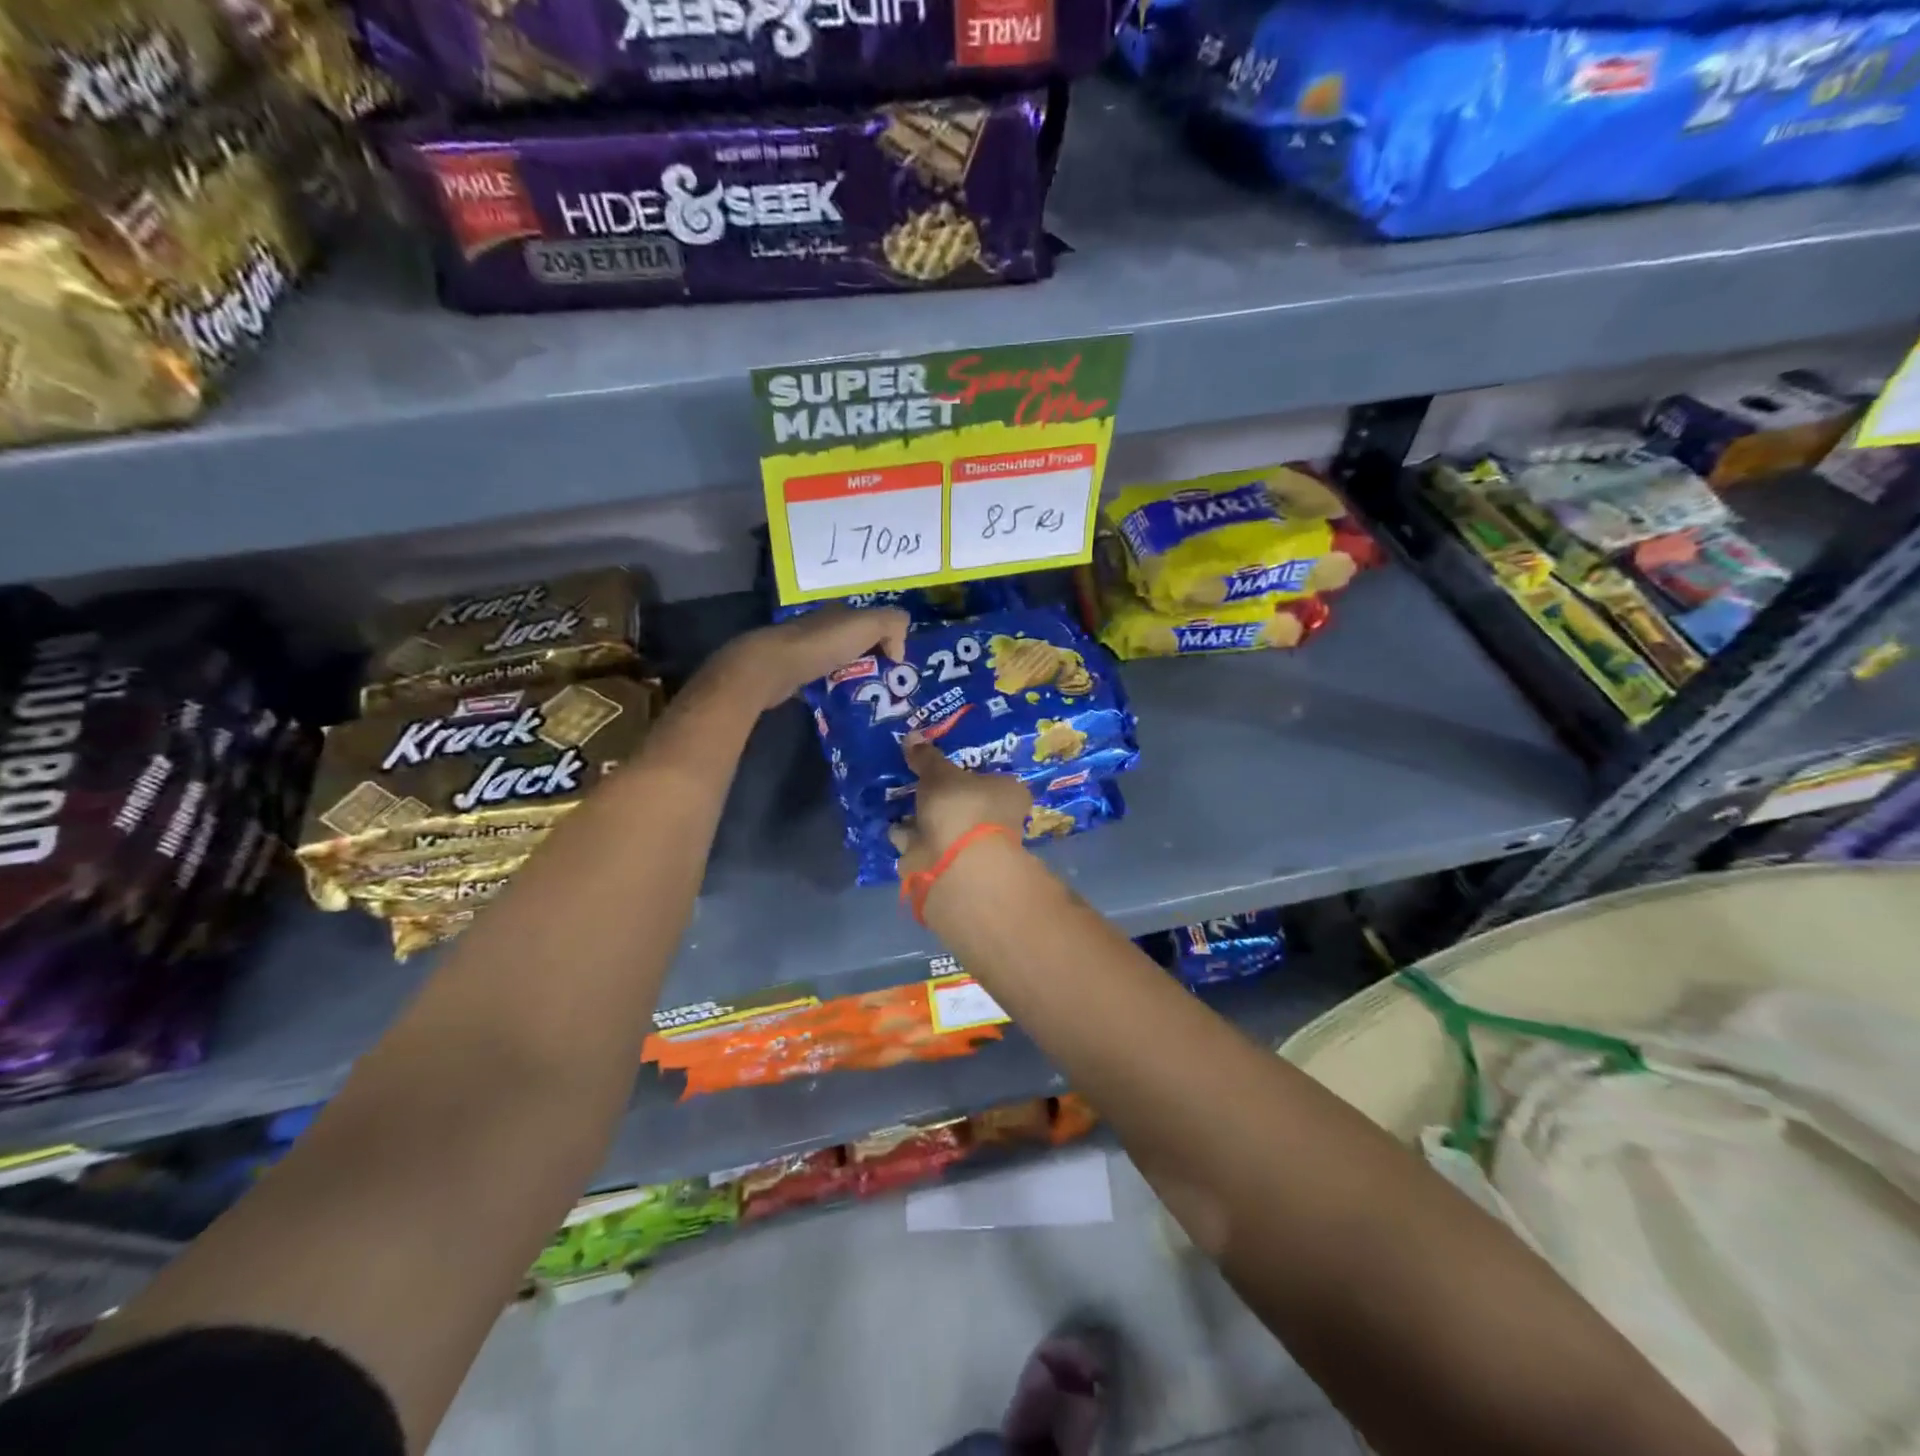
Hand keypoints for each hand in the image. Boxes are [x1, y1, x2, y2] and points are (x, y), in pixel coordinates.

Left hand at [710, 606, 910, 713]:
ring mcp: (807, 650)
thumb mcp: (869, 624)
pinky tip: (845, 701)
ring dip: (856, 677)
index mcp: (842, 613)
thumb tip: (898, 652)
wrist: (775, 666)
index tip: (898, 664)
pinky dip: (836, 689)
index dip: (889, 639)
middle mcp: (824, 628)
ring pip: (842, 663)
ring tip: (871, 697)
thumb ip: (894, 625)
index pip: (873, 622)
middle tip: (889, 685)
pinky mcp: (796, 673)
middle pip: (858, 643)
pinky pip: (825, 680)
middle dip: (874, 661)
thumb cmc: (824, 643)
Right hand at [888, 736, 1031, 875]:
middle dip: (943, 796)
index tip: (948, 765)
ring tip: (899, 798)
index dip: (971, 772)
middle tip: (919, 780)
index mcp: (1008, 794)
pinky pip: (924, 843)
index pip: (994, 779)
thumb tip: (912, 736)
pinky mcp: (946, 865)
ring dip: (923, 817)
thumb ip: (927, 757)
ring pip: (944, 825)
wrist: (954, 863)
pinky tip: (892, 823)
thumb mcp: (940, 773)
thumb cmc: (961, 806)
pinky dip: (909, 836)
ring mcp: (972, 846)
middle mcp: (997, 820)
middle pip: (966, 803)